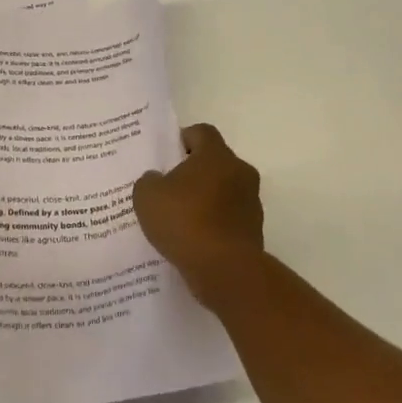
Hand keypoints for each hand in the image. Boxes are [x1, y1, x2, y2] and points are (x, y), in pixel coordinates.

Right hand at [132, 124, 265, 305]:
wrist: (225, 270)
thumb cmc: (185, 221)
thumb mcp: (147, 196)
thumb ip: (149, 180)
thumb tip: (157, 180)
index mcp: (216, 155)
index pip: (202, 132)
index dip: (183, 139)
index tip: (167, 156)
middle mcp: (240, 172)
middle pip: (215, 162)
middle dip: (194, 172)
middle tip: (169, 187)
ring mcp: (251, 202)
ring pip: (224, 191)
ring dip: (206, 199)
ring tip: (179, 218)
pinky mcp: (254, 230)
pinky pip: (229, 218)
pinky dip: (214, 224)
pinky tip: (193, 239)